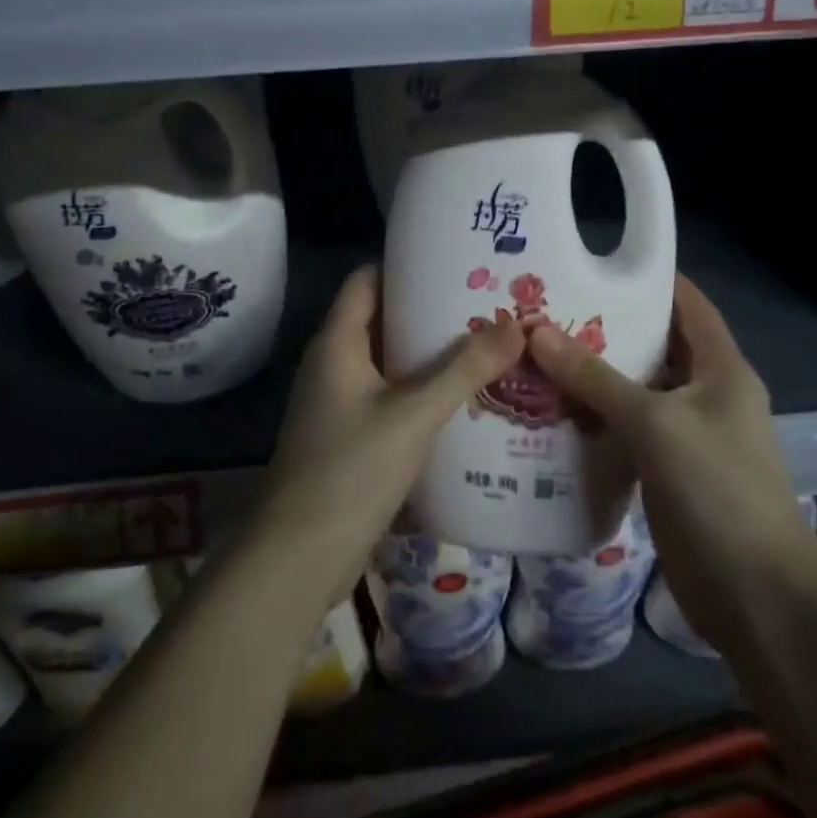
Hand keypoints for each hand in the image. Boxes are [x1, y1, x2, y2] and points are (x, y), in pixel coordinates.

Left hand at [252, 266, 525, 604]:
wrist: (299, 556)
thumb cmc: (350, 469)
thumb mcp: (413, 414)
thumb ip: (464, 370)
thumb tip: (516, 326)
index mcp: (337, 342)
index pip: (367, 280)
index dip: (406, 265)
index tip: (455, 261)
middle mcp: (334, 363)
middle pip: (383, 319)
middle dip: (430, 311)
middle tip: (486, 303)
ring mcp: (340, 401)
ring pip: (390, 361)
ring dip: (431, 354)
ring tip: (486, 344)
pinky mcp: (350, 435)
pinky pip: (390, 397)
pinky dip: (422, 391)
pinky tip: (464, 398)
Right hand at [526, 276, 812, 631]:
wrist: (757, 598)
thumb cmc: (718, 492)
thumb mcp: (656, 423)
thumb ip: (596, 378)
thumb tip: (537, 331)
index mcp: (721, 369)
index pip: (687, 304)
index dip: (648, 280)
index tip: (592, 265)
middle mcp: (706, 394)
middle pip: (654, 346)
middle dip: (605, 329)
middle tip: (546, 310)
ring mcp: (687, 436)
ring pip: (635, 391)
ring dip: (593, 376)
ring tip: (537, 354)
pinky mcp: (667, 472)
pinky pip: (626, 431)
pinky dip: (595, 419)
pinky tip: (551, 413)